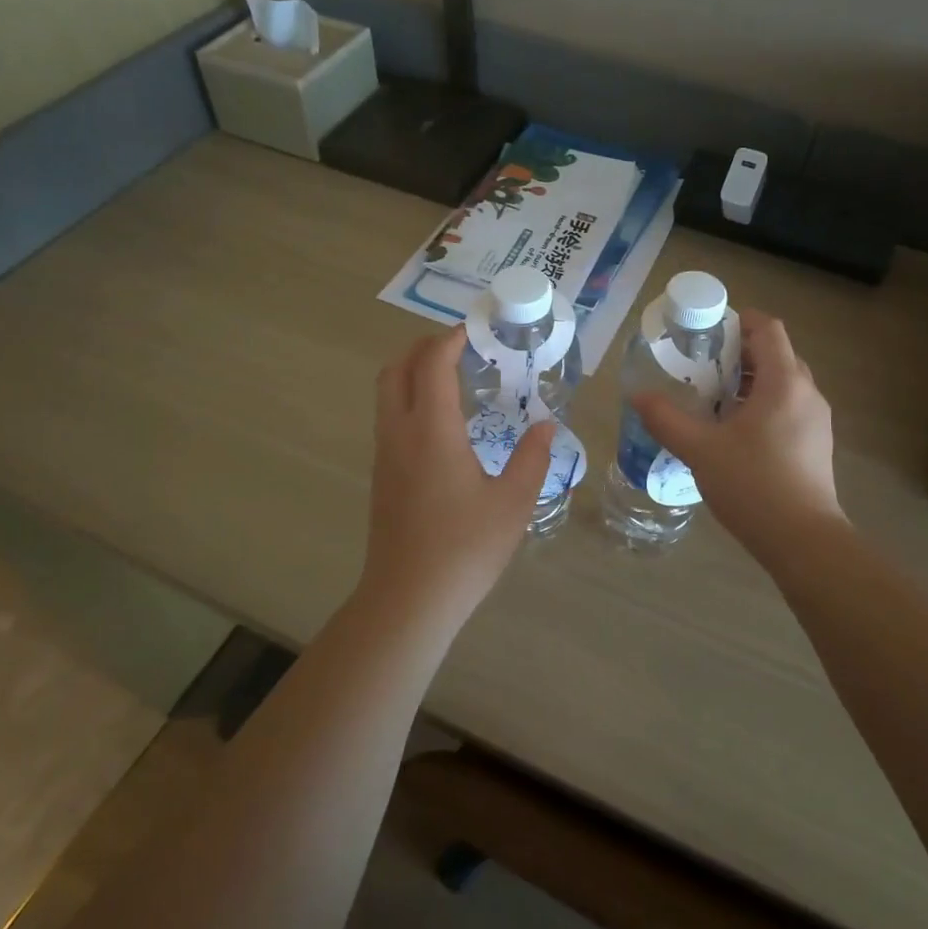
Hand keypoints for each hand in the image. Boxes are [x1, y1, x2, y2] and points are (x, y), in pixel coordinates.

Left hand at [357, 325, 552, 628]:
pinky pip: (389, 419)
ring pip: (387, 395)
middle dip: (423, 348)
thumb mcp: (514, 502)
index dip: (450, 340)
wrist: (408, 598)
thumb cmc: (465, 548)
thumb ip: (532, 457)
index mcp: (431, 431)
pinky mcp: (382, 477)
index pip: (431, 365)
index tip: (475, 330)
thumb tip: (545, 424)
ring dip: (412, 373)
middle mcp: (399, 434)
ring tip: (453, 379)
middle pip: (396, 370)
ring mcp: (385, 456)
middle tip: (460, 347)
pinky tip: (443, 424)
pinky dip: (409, 400)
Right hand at [632, 311, 844, 559]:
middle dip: (740, 352)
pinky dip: (764, 405)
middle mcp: (807, 393)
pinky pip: (790, 407)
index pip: (768, 329)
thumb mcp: (701, 450)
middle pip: (777, 354)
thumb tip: (637, 396)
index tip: (709, 328)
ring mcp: (817, 420)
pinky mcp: (817, 445)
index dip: (740, 320)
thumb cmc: (753, 485)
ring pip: (785, 383)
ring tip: (715, 397)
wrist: (803, 540)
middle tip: (703, 364)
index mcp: (784, 383)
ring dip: (752, 381)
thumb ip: (667, 419)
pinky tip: (736, 431)